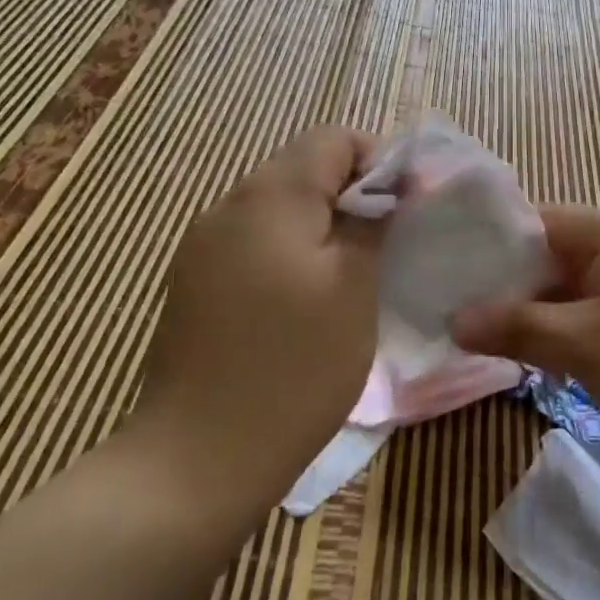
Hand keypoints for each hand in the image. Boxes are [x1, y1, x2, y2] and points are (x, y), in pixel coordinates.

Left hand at [127, 127, 381, 511]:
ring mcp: (202, 246)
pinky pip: (254, 243)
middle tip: (386, 246)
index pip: (334, 139)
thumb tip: (388, 188)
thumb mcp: (354, 287)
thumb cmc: (293, 367)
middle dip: (352, 195)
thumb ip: (372, 222)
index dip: (379, 161)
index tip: (405, 209)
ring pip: (279, 208)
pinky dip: (290, 254)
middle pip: (303, 168)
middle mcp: (228, 205)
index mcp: (270, 195)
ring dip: (322, 226)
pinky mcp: (194, 284)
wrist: (197, 460)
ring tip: (351, 276)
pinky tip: (305, 303)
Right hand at [452, 205, 599, 457]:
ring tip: (482, 333)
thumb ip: (515, 327)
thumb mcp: (581, 344)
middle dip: (506, 285)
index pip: (533, 222)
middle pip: (548, 254)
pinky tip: (531, 351)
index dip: (489, 246)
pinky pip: (589, 308)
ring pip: (567, 286)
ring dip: (533, 310)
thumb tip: (455, 320)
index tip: (447, 273)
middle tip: (457, 311)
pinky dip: (561, 326)